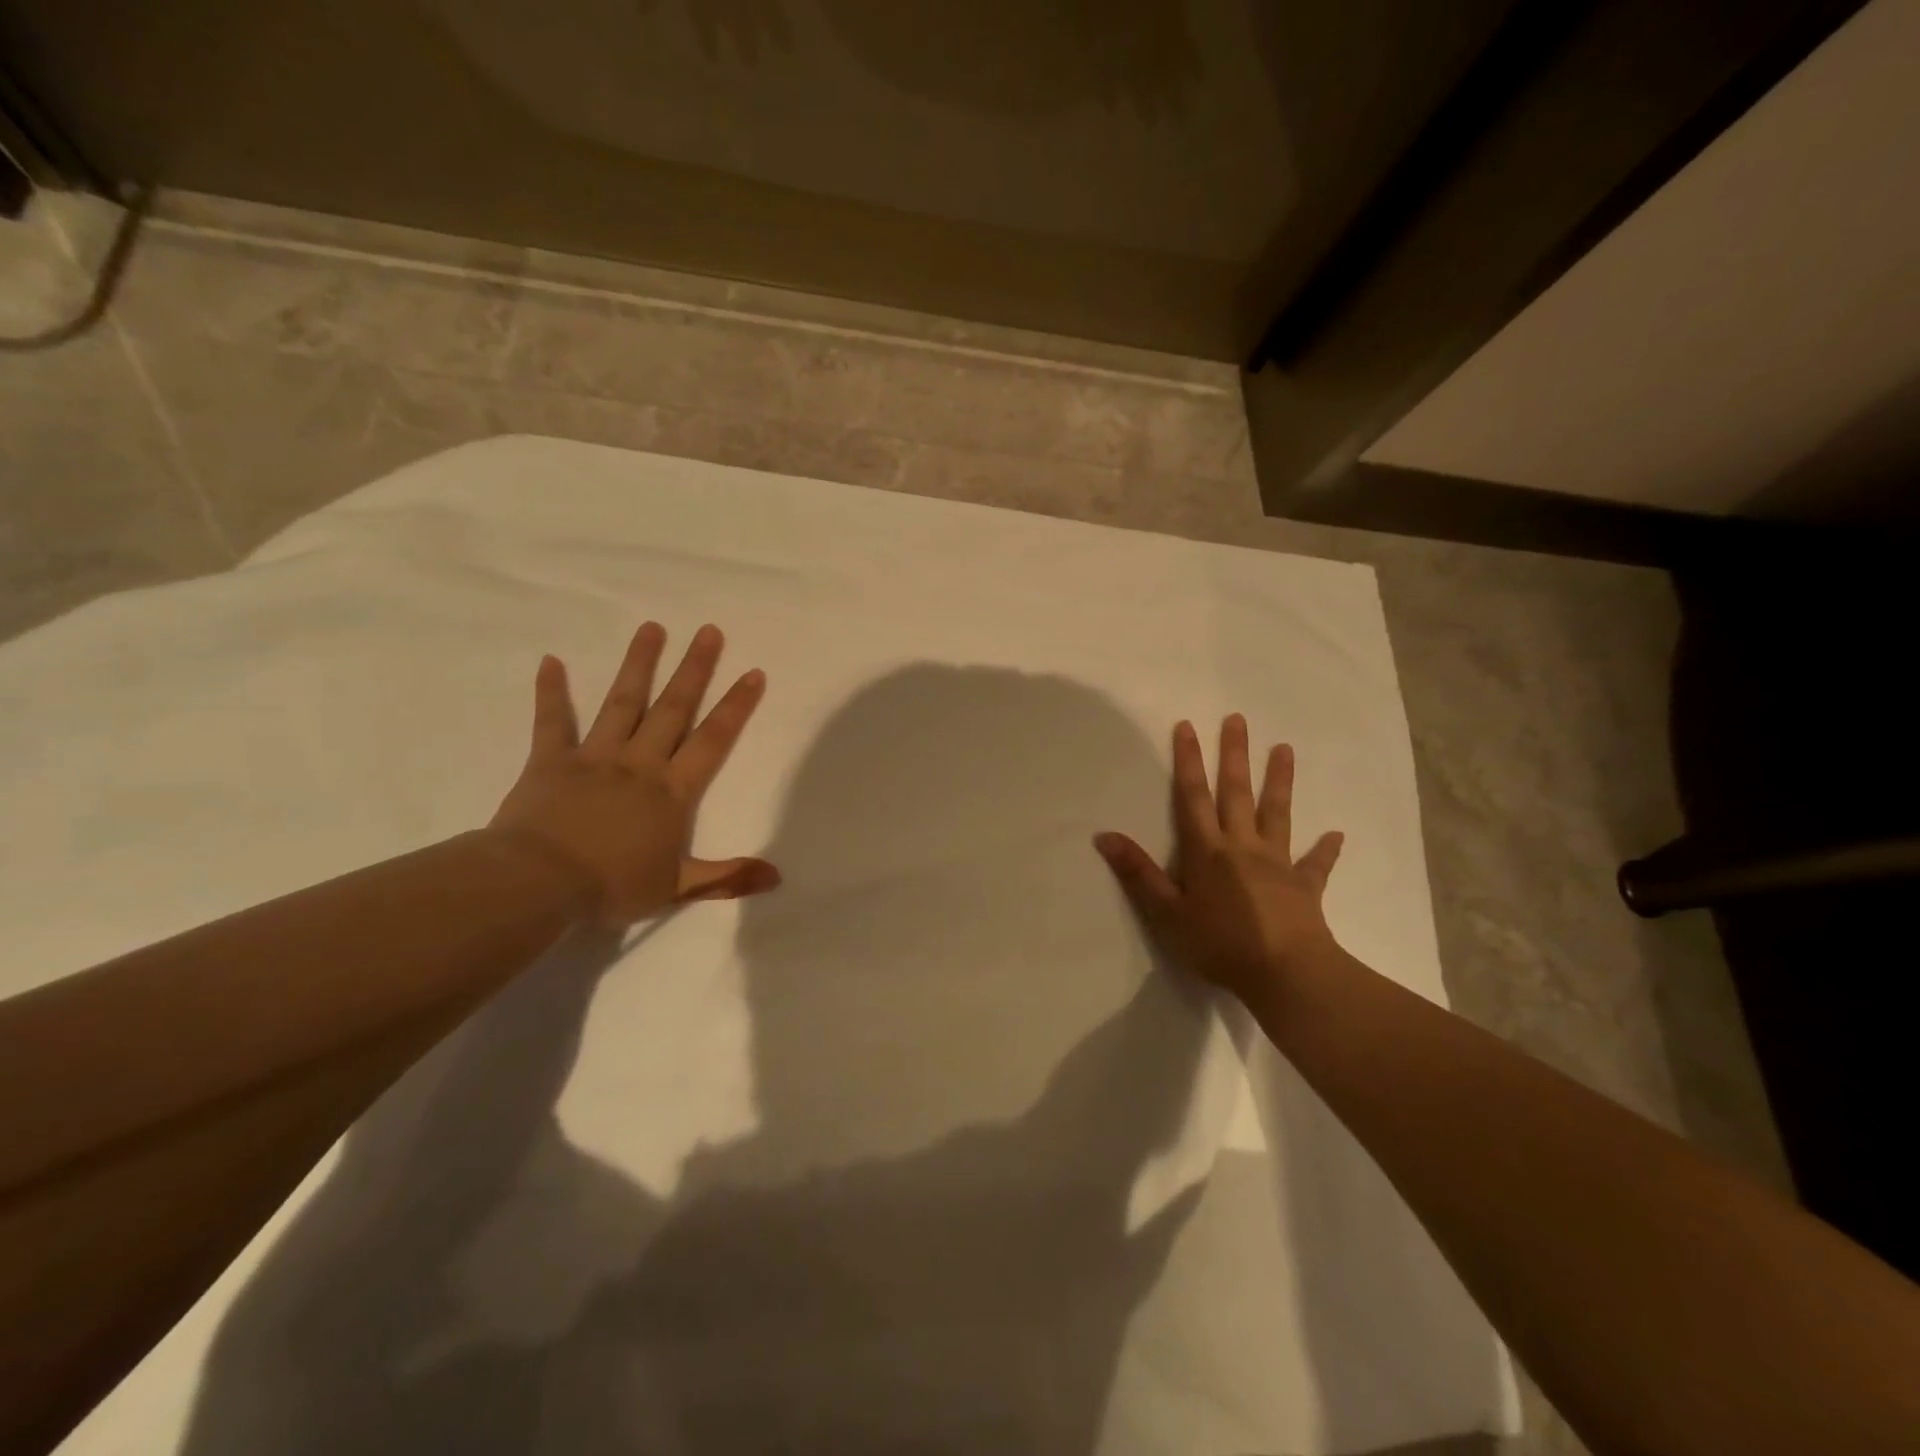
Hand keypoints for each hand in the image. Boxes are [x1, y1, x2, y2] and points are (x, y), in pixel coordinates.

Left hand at [490, 622, 779, 926]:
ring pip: (622, 703)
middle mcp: (639, 763)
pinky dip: (551, 691)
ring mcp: (594, 757)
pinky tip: (550, 660)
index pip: (712, 740)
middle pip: (673, 708)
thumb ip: (727, 877)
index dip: (735, 706)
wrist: (538, 883)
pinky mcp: (551, 761)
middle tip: (709, 631)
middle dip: (694, 669)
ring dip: (638, 665)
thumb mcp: (677, 888)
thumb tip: (778, 876)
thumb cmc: (612, 886)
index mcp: (672, 791)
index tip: (753, 672)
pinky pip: (552, 721)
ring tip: (652, 628)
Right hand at [1095, 716, 1342, 1004]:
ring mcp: (1278, 863)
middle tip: (1238, 719)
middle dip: (1234, 755)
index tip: (1188, 726)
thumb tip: (1104, 835)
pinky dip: (1324, 849)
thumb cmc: (1219, 944)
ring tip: (1285, 749)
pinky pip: (1315, 863)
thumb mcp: (1166, 913)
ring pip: (1277, 814)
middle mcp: (1243, 846)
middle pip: (1236, 793)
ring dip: (1279, 781)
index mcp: (1208, 851)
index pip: (1193, 797)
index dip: (1188, 761)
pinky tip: (1336, 835)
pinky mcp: (1305, 887)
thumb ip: (1138, 874)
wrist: (1285, 973)